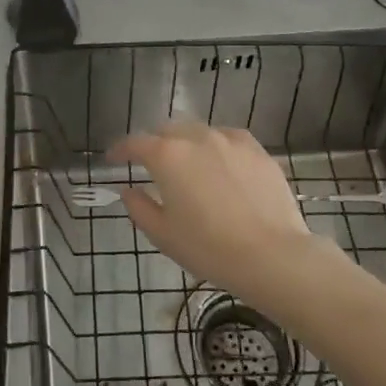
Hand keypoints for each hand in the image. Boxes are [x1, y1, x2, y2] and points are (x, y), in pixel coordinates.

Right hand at [109, 123, 315, 306]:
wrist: (272, 255)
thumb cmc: (209, 248)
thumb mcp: (163, 235)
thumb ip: (139, 208)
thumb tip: (128, 190)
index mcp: (168, 156)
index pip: (135, 143)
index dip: (121, 149)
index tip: (114, 158)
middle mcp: (197, 137)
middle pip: (167, 130)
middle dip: (154, 142)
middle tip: (151, 162)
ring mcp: (230, 140)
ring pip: (198, 130)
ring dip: (186, 142)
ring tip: (187, 162)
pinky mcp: (257, 149)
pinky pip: (228, 138)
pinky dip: (216, 145)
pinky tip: (220, 162)